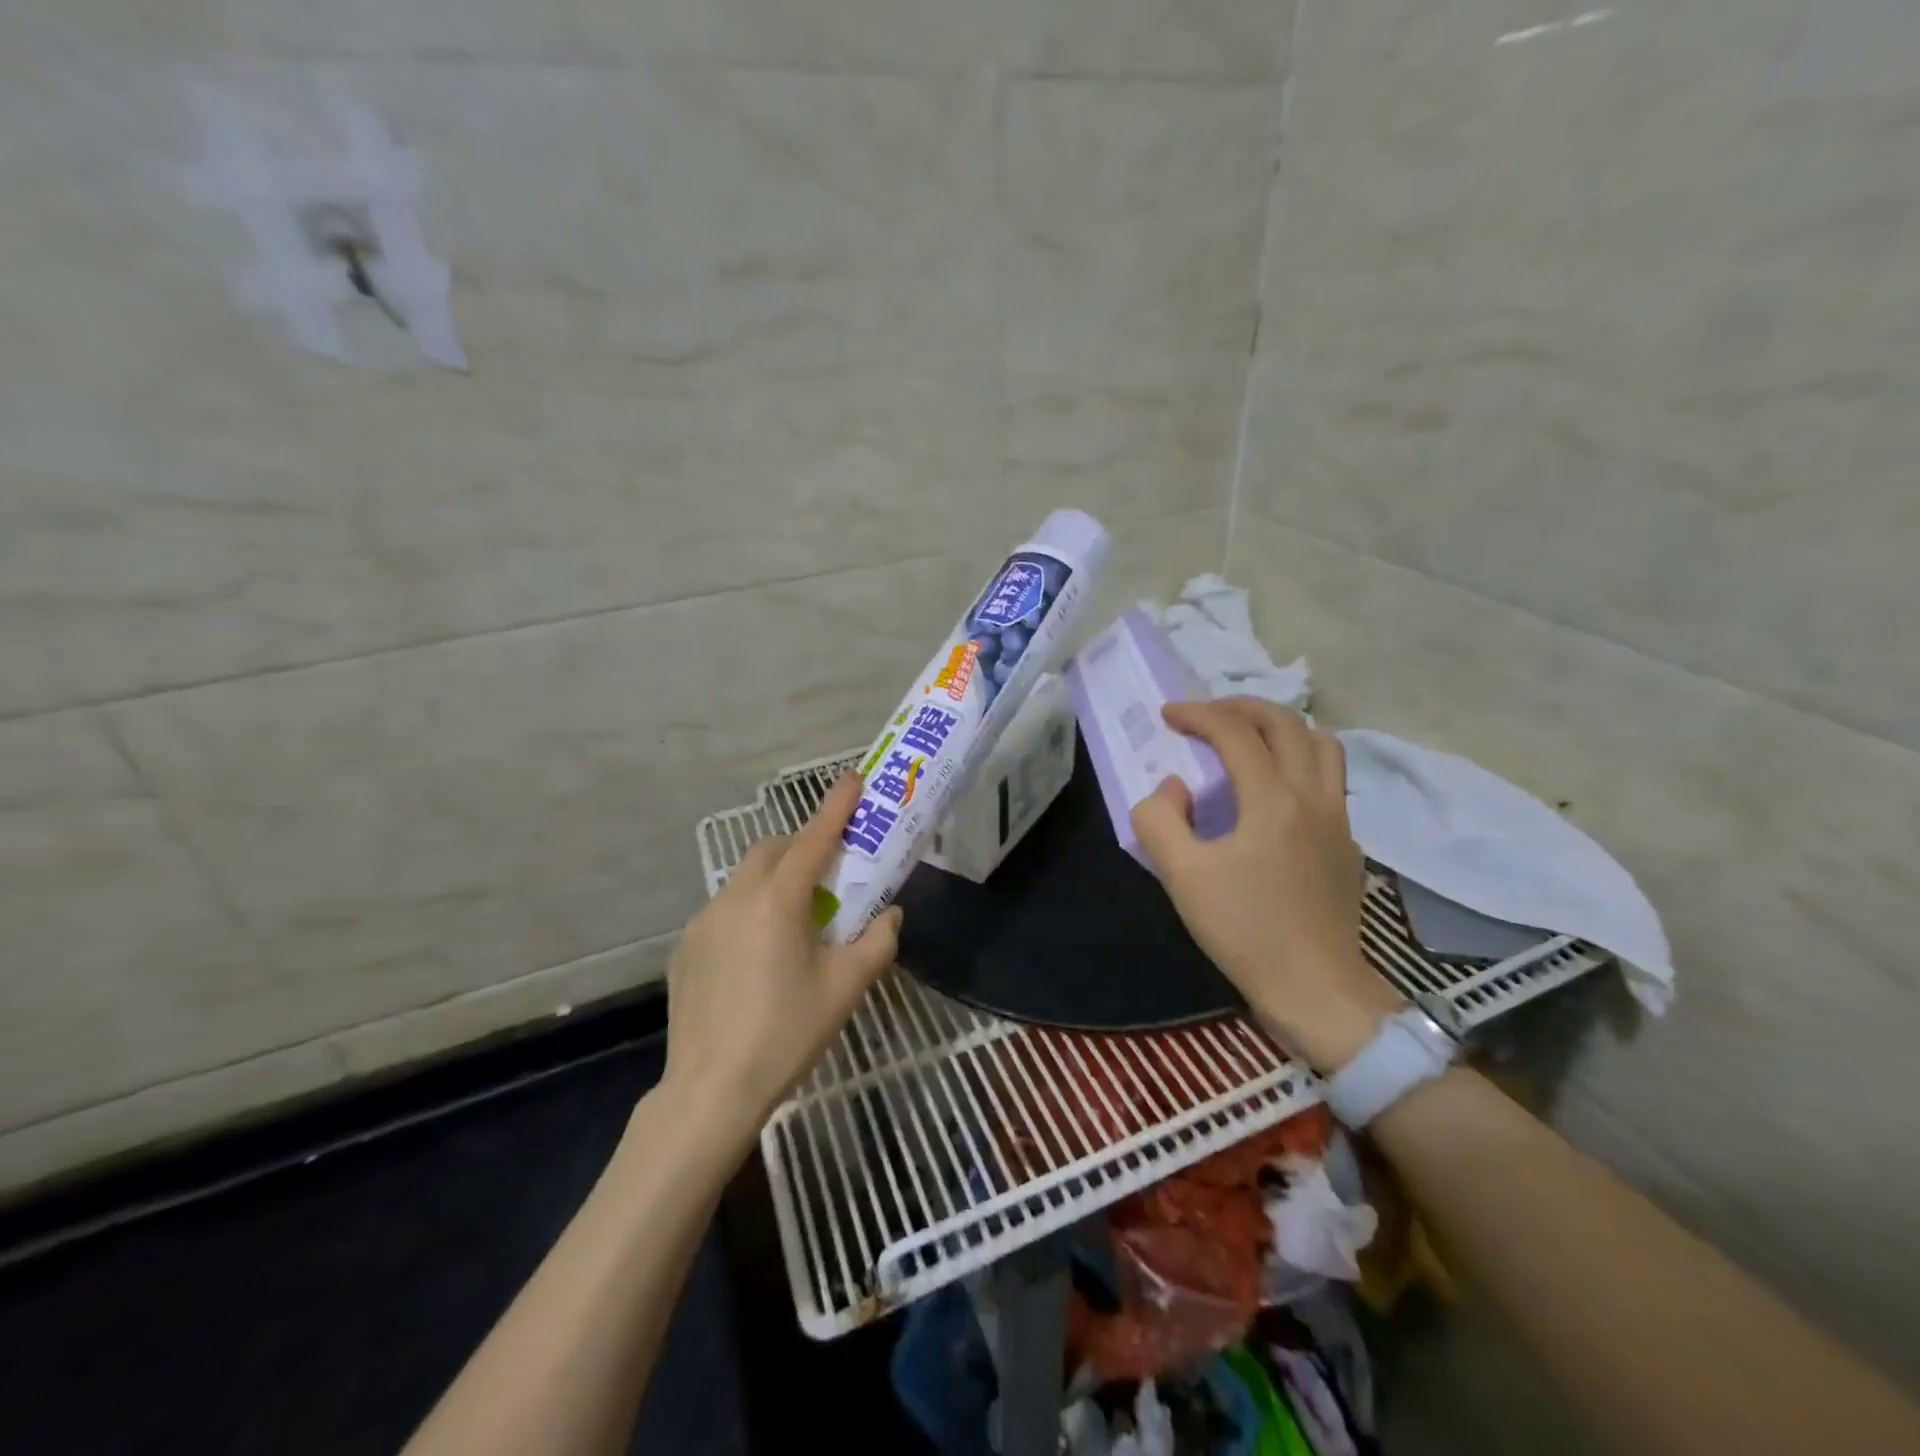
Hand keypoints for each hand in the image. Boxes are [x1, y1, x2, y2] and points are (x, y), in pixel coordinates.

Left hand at [660, 774, 901, 1149]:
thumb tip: (891, 914)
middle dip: (802, 846)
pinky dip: (749, 910)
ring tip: (796, 918)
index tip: (853, 779)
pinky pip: (724, 910)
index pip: (814, 839)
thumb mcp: (846, 988)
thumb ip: (877, 942)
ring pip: (745, 879)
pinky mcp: (686, 948)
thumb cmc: (787, 1033)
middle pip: (772, 851)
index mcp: (779, 900)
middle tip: (829, 871)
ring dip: (774, 879)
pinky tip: (759, 954)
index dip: (837, 807)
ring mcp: (704, 922)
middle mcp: (737, 898)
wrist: (711, 1090)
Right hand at [1131, 698, 1403, 1071]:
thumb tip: (1174, 787)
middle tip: (1206, 714)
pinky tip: (1275, 790)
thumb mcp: (1181, 876)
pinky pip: (1329, 779)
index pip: (1235, 733)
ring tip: (1247, 738)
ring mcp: (1338, 819)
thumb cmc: (1244, 931)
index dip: (1197, 714)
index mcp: (1273, 800)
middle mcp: (1313, 797)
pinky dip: (1299, 761)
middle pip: (1287, 723)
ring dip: (1281, 727)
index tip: (1167, 715)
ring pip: (1321, 745)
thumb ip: (1160, 819)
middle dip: (1241, 707)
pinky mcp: (1347, 844)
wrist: (1314, 989)